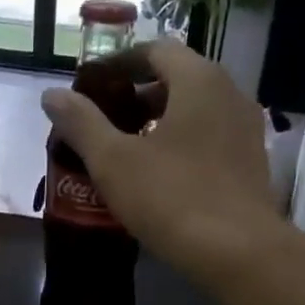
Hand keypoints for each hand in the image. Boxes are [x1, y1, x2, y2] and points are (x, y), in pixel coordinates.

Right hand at [41, 42, 279, 282]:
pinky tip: (161, 176)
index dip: (119, 64)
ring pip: (196, 111)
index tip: (92, 87)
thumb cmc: (172, 198)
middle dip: (138, 96)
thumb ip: (81, 123)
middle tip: (104, 122)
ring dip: (160, 122)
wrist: (239, 253)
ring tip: (127, 151)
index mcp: (199, 80)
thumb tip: (52, 95)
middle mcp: (230, 93)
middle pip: (177, 79)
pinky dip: (183, 144)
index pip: (155, 50)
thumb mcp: (113, 161)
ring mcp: (247, 129)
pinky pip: (211, 138)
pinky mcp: (253, 163)